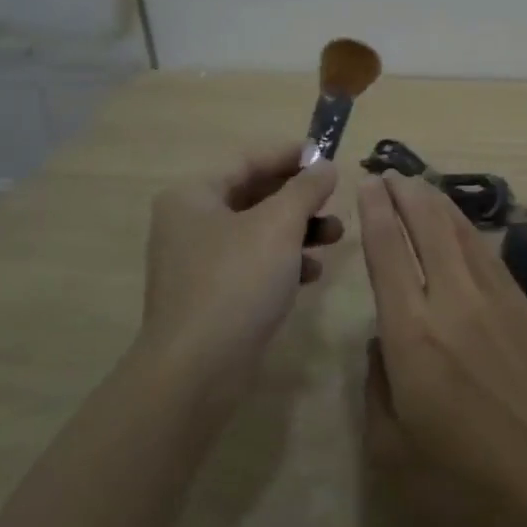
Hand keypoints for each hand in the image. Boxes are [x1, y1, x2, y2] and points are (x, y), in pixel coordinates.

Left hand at [139, 143, 340, 400]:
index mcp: (194, 195)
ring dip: (298, 230)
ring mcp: (198, 262)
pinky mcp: (211, 296)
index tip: (328, 155)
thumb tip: (325, 164)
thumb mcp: (279, 225)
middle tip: (335, 199)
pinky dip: (283, 262)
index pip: (249, 160)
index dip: (291, 155)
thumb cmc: (236, 282)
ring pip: (258, 231)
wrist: (196, 372)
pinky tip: (312, 274)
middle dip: (300, 198)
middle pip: (255, 195)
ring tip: (335, 236)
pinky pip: (253, 264)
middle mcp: (190, 223)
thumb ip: (306, 188)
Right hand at [358, 173, 526, 510]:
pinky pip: (486, 250)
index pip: (387, 254)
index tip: (367, 184)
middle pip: (425, 227)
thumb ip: (376, 388)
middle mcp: (450, 300)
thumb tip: (381, 341)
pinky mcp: (523, 302)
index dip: (376, 214)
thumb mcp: (394, 451)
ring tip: (419, 184)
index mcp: (411, 334)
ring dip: (435, 202)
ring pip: (459, 231)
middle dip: (405, 194)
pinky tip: (459, 222)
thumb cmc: (470, 477)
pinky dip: (466, 227)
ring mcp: (492, 296)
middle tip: (390, 173)